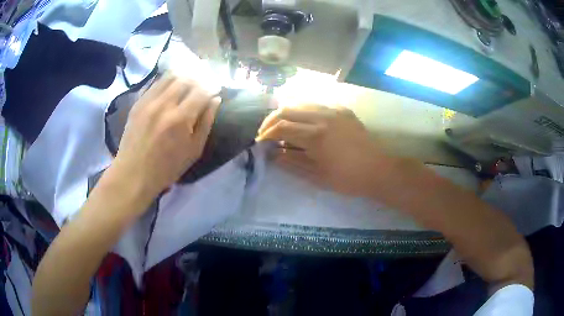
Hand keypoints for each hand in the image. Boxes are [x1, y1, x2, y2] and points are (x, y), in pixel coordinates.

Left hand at [112, 75, 220, 198]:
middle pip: (186, 78)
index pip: (202, 90)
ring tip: (189, 80)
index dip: (212, 86)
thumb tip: (215, 100)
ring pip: (170, 76)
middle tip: (204, 82)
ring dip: (184, 75)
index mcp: (181, 119)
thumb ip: (206, 122)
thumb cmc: (167, 168)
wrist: (133, 173)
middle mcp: (164, 104)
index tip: (216, 89)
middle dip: (200, 77)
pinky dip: (168, 81)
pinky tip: (172, 86)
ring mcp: (149, 101)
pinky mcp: (138, 102)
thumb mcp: (194, 151)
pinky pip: (156, 83)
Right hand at [256, 104, 383, 195]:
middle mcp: (323, 116)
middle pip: (287, 109)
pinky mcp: (343, 110)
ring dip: (287, 113)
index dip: (266, 134)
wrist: (378, 170)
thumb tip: (273, 154)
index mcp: (316, 136)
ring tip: (281, 126)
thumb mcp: (317, 176)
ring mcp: (335, 110)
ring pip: (302, 103)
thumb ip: (292, 162)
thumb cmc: (347, 179)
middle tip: (266, 132)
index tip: (259, 142)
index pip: (281, 127)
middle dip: (271, 120)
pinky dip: (304, 111)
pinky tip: (303, 123)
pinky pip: (317, 105)